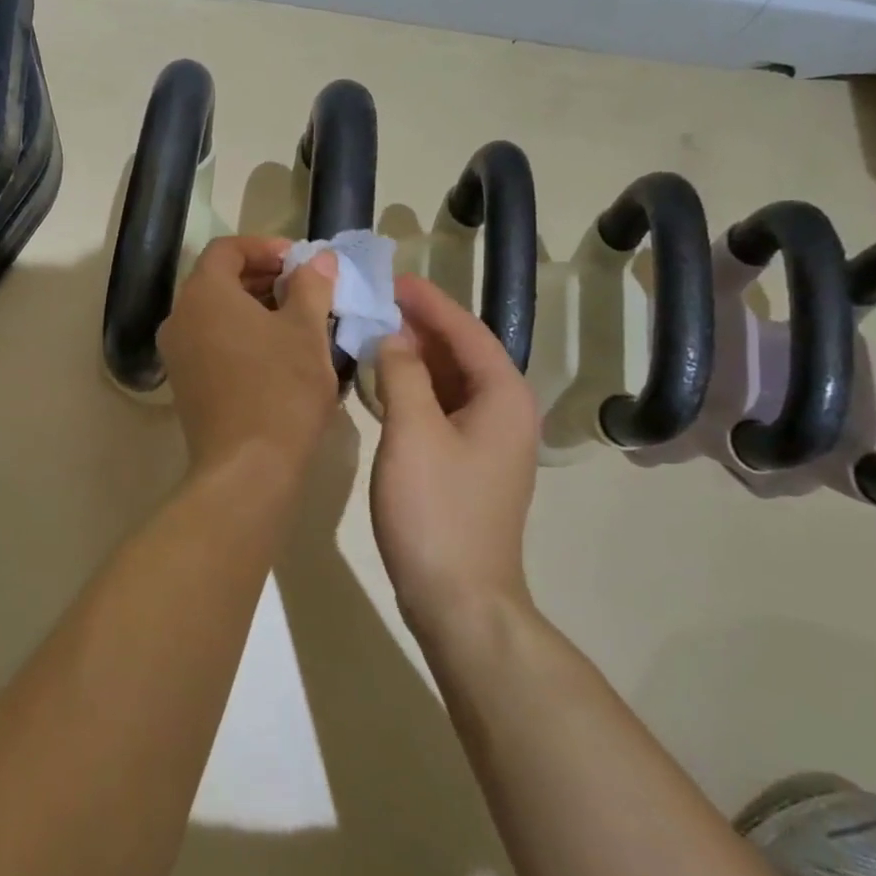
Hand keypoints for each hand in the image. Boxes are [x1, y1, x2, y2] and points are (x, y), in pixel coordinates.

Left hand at [158, 237, 340, 481]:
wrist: (247, 467)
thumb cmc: (281, 389)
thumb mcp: (306, 331)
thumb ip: (311, 286)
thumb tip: (319, 259)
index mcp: (204, 294)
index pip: (227, 250)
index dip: (265, 248)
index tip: (300, 261)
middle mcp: (180, 317)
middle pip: (218, 280)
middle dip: (262, 278)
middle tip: (304, 288)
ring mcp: (177, 354)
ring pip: (215, 314)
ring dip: (253, 308)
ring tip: (298, 320)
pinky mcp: (185, 384)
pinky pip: (211, 343)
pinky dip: (240, 336)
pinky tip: (277, 354)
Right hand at [369, 274, 539, 634]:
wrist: (459, 596)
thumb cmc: (436, 509)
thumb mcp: (413, 432)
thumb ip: (402, 374)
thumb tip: (392, 336)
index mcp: (502, 396)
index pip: (466, 330)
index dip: (430, 302)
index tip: (392, 279)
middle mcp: (504, 412)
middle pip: (462, 353)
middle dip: (420, 326)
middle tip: (374, 303)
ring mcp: (487, 441)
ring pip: (450, 382)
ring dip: (414, 357)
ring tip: (371, 333)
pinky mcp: (466, 464)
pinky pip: (441, 408)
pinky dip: (413, 389)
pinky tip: (381, 385)